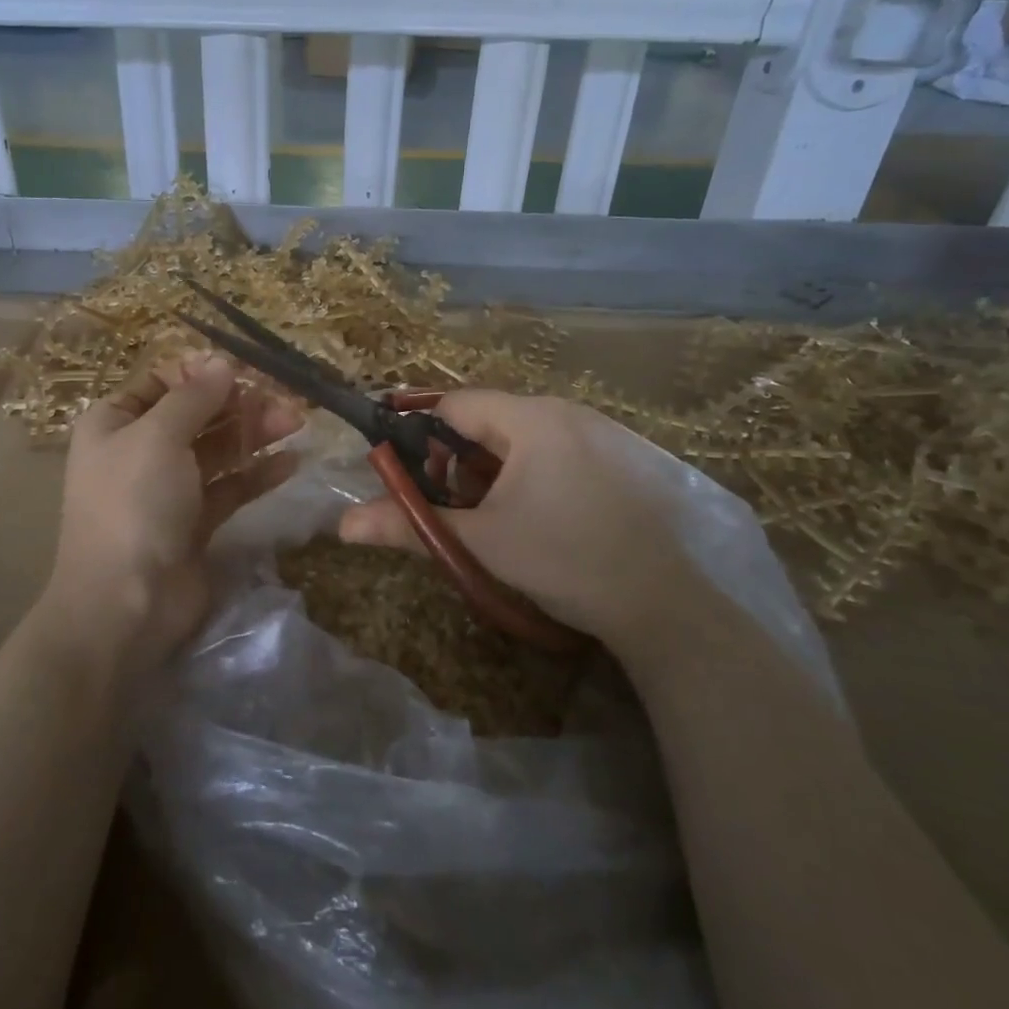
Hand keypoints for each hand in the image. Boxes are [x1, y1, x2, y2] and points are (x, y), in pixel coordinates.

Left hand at [45, 355, 301, 669]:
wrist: (126, 604)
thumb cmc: (134, 504)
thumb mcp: (158, 437)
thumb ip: (194, 396)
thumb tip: (222, 362)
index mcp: (115, 423)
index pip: (162, 382)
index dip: (202, 373)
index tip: (246, 371)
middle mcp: (139, 451)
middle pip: (196, 415)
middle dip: (239, 404)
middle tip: (285, 400)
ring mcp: (168, 489)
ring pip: (217, 449)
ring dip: (255, 434)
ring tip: (297, 423)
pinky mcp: (195, 522)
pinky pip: (230, 487)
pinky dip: (257, 473)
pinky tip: (291, 463)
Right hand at [337, 392, 699, 651]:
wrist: (665, 604)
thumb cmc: (563, 560)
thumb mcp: (480, 542)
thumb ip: (410, 524)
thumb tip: (343, 525)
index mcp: (530, 419)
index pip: (455, 404)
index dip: (421, 433)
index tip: (408, 472)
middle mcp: (567, 412)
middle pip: (489, 420)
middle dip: (460, 460)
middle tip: (453, 507)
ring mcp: (603, 433)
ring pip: (525, 437)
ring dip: (496, 470)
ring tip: (495, 518)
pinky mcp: (625, 458)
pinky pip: (559, 451)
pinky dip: (534, 474)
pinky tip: (542, 519)